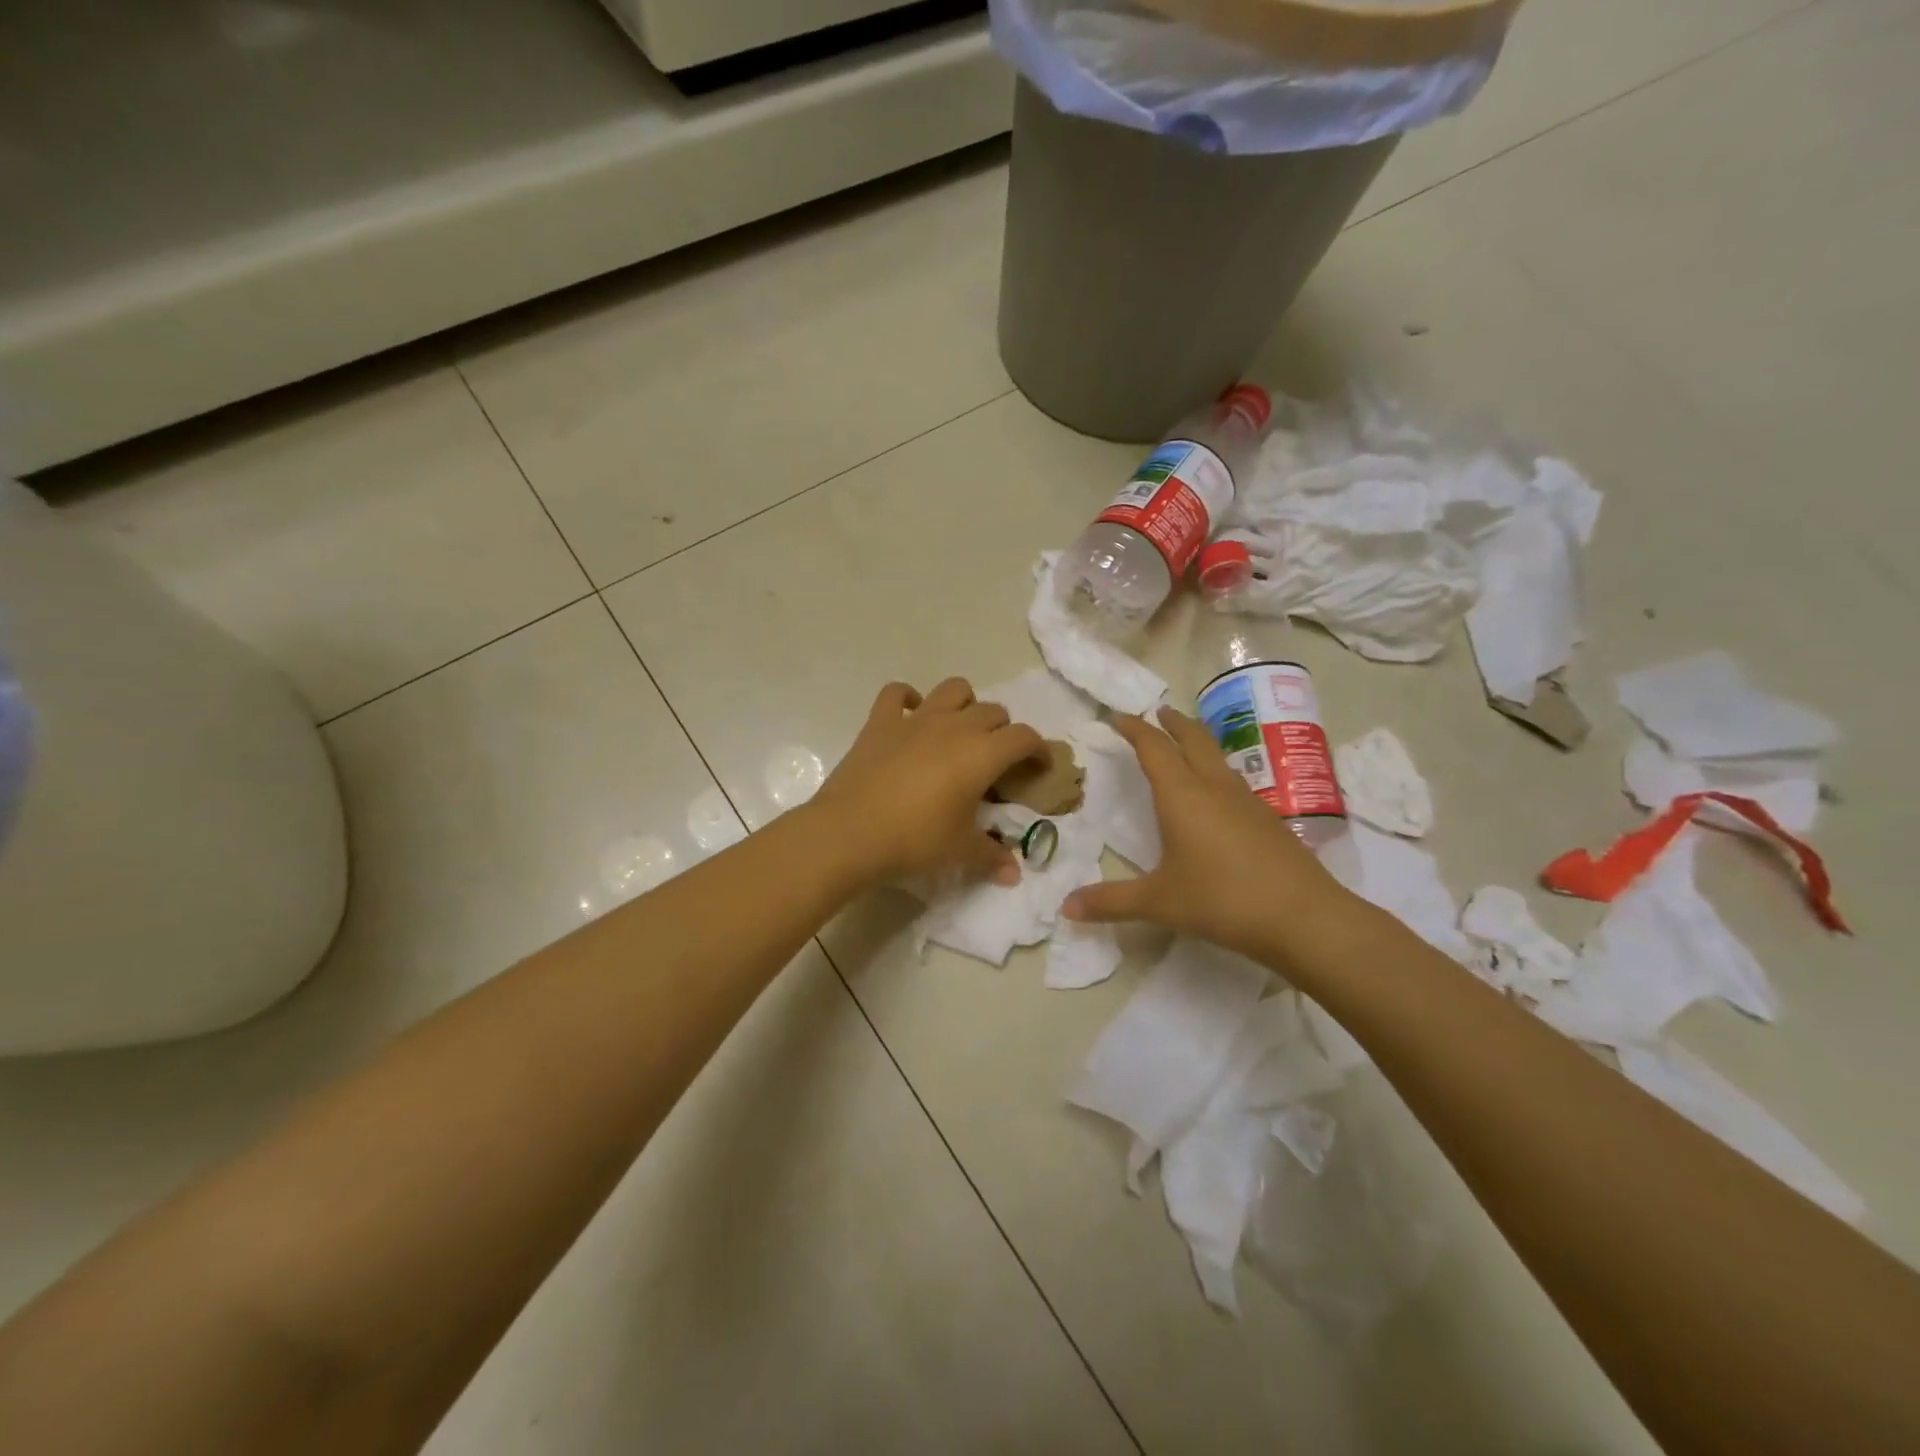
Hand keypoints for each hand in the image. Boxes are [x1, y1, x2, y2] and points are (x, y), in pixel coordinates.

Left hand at [811, 678, 1045, 887]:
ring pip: (953, 689)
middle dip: (1003, 731)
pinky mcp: (881, 721)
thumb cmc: (914, 840)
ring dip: (965, 703)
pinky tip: (911, 714)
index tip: (1039, 767)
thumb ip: (992, 856)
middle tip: (997, 760)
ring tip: (961, 729)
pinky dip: (908, 698)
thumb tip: (1014, 875)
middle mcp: (954, 726)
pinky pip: (898, 693)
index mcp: (982, 753)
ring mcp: (916, 719)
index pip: (1024, 737)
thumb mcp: (959, 851)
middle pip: (993, 711)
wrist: (849, 833)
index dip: (1038, 749)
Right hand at [1062, 707, 1354, 964]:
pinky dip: (1217, 771)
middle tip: (1158, 712)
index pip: (1154, 748)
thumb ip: (1111, 902)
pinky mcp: (1268, 819)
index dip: (1135, 729)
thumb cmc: (1221, 900)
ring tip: (1186, 744)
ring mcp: (1247, 801)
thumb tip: (1066, 907)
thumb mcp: (1159, 902)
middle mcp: (1214, 787)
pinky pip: (1234, 781)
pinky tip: (1218, 794)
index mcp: (1182, 795)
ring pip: (1218, 757)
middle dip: (1172, 723)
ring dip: (1198, 742)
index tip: (1118, 717)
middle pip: (1193, 739)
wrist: (1303, 917)